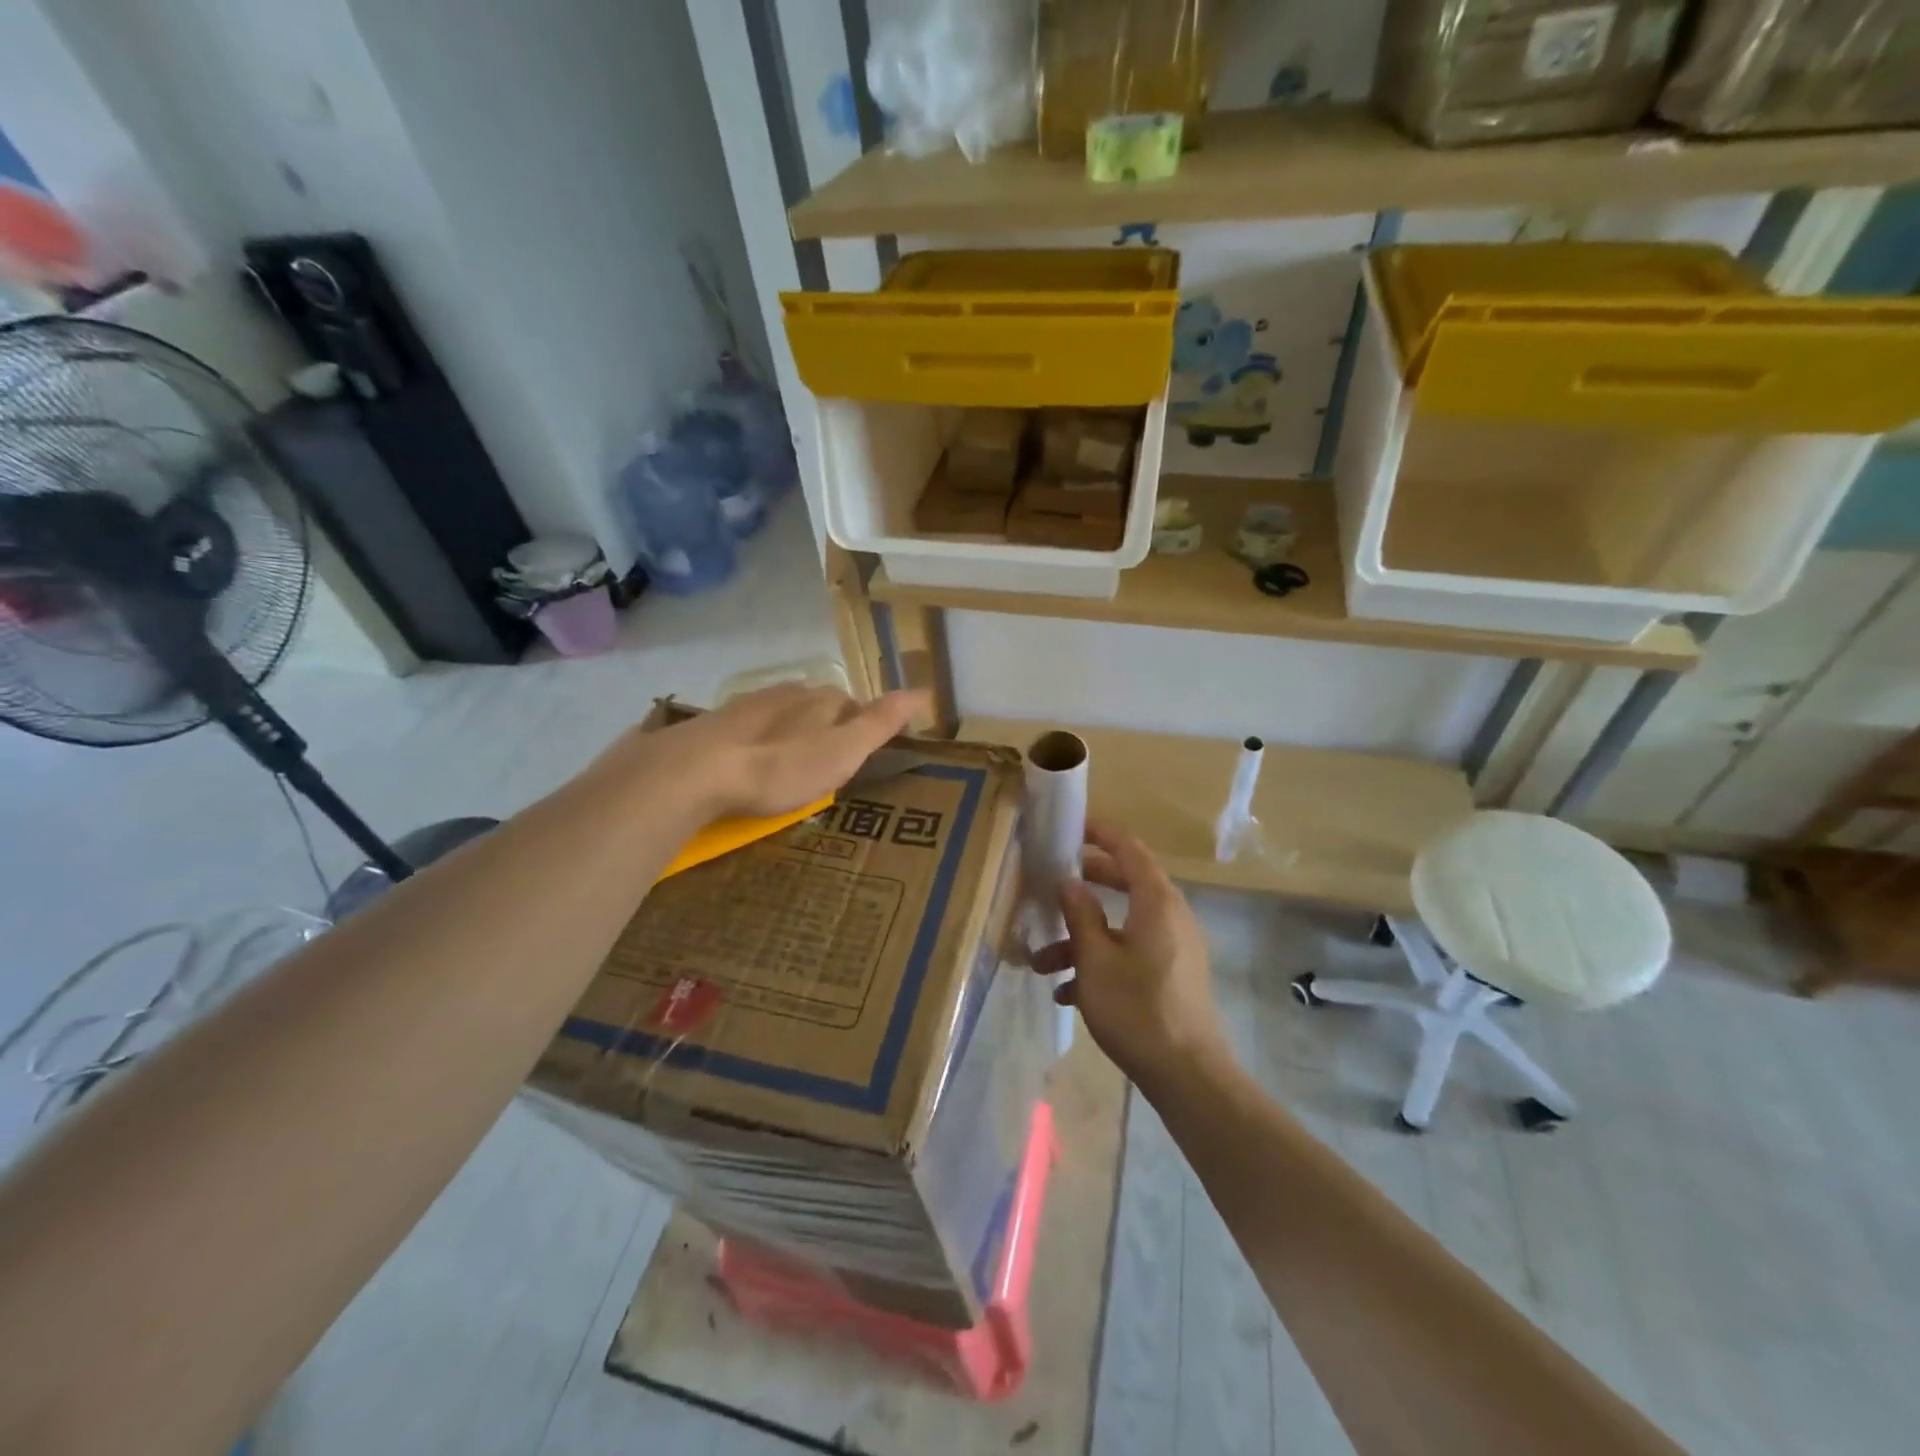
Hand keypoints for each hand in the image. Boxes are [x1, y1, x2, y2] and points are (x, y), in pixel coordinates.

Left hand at [606, 684, 928, 820]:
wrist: (696, 772)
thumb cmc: (781, 767)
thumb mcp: (843, 751)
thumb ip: (880, 723)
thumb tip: (923, 691)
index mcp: (820, 699)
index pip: (851, 702)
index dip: (860, 723)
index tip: (861, 749)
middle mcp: (786, 693)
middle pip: (814, 703)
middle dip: (823, 724)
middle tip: (826, 759)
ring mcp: (747, 706)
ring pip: (778, 712)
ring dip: (787, 730)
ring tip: (789, 761)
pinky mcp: (713, 725)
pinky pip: (745, 728)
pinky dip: (754, 740)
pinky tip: (747, 760)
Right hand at [1035, 820, 1228, 1093]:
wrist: (1187, 1074)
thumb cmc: (1137, 1009)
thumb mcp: (1095, 960)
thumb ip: (1080, 915)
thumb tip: (1069, 882)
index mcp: (1156, 902)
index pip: (1130, 849)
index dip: (1101, 834)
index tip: (1072, 828)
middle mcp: (1170, 916)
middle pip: (1126, 883)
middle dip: (1085, 884)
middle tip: (1053, 883)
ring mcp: (1174, 946)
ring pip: (1122, 924)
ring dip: (1083, 936)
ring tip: (1042, 963)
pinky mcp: (1172, 973)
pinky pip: (1132, 951)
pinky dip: (1101, 959)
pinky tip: (1067, 993)